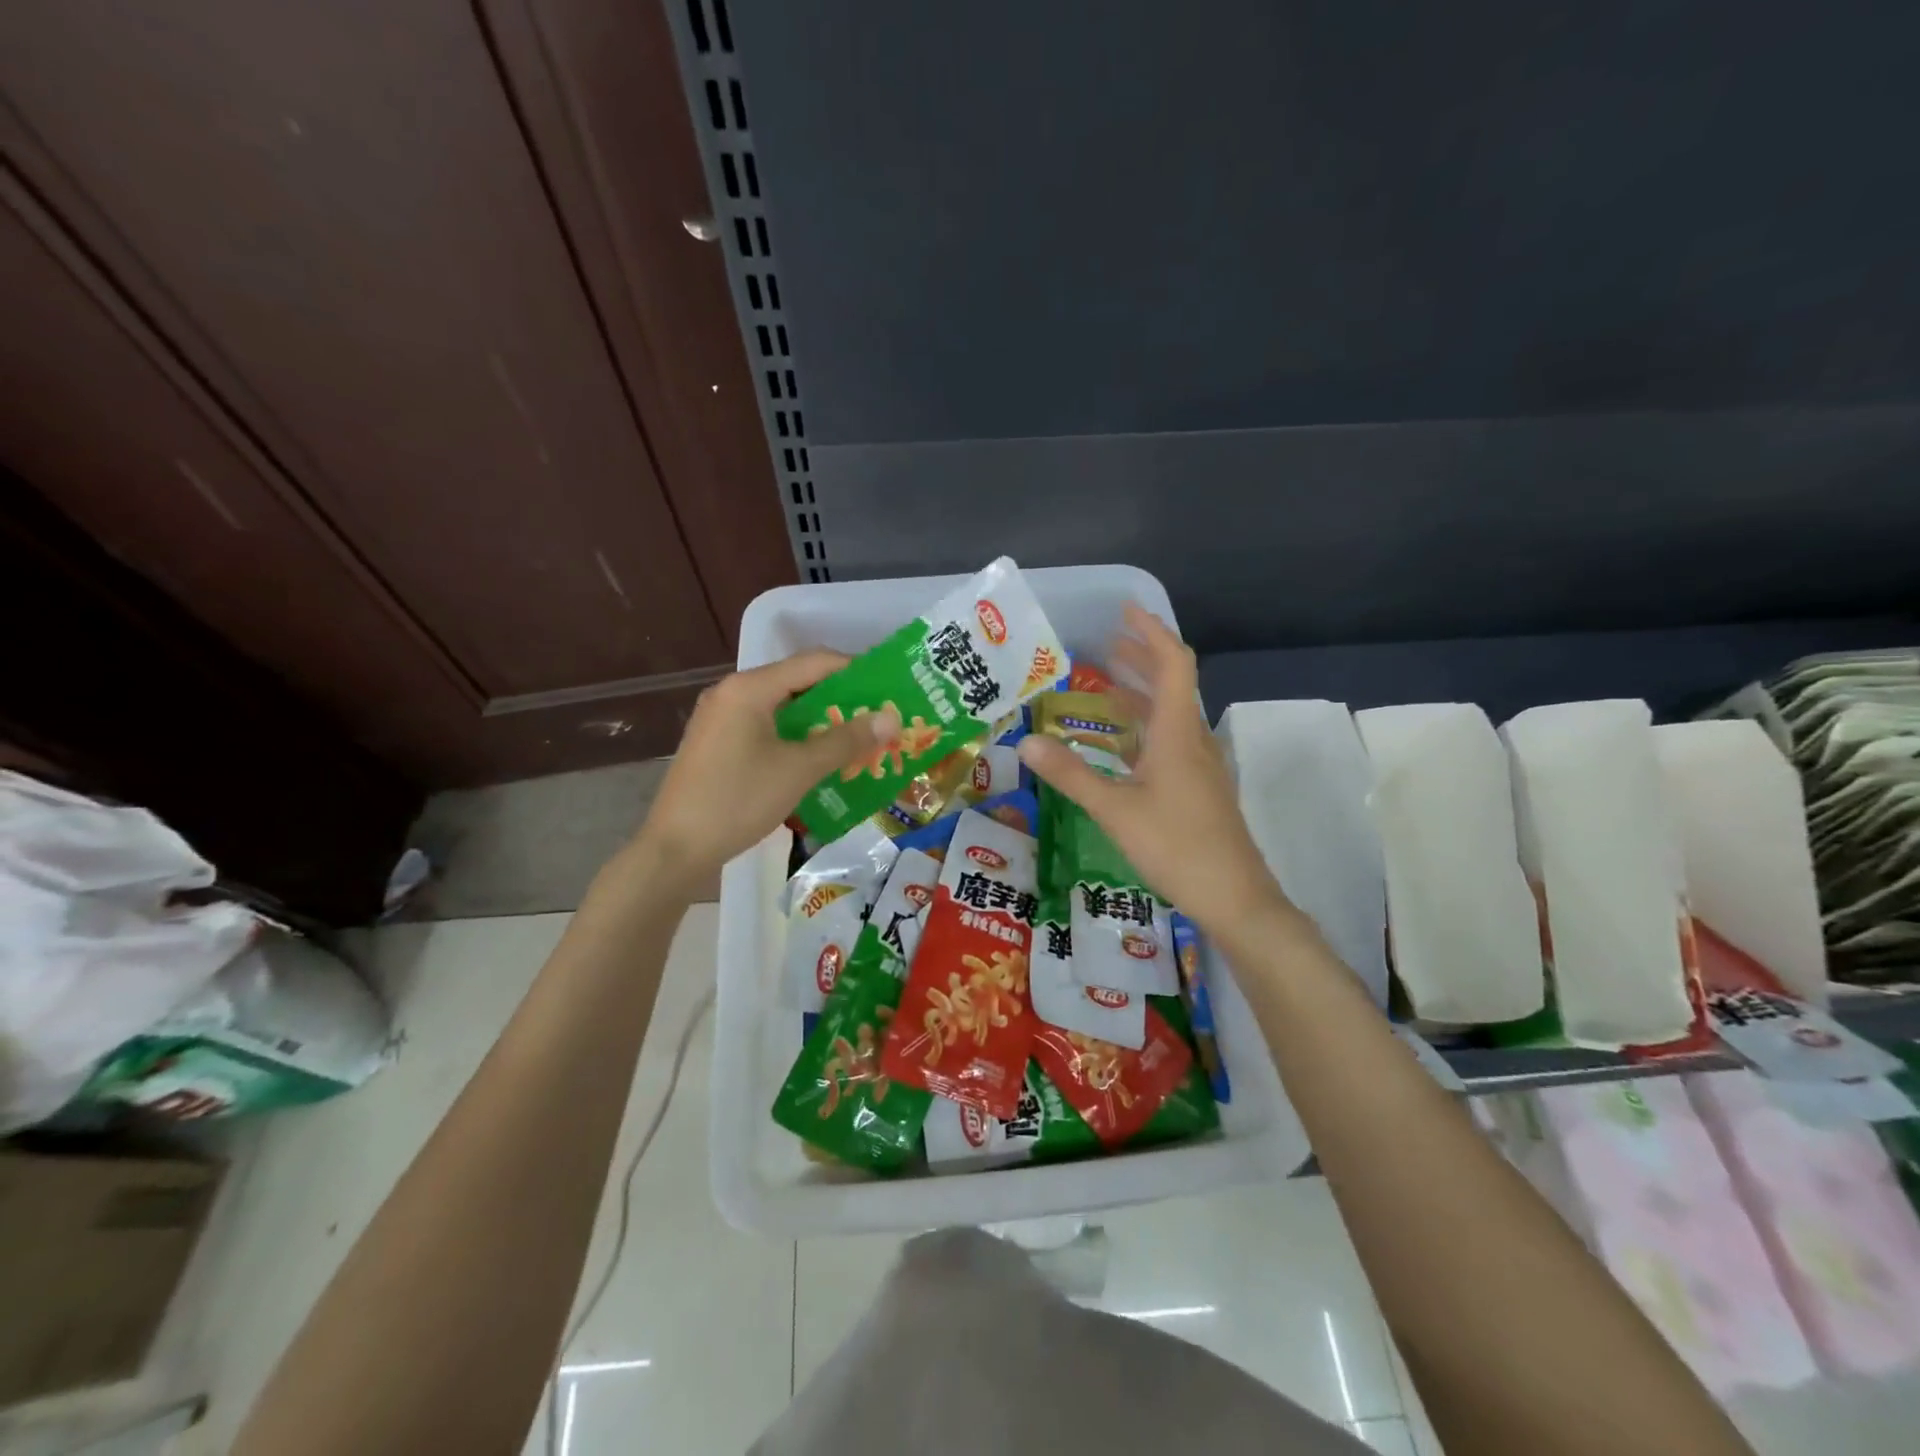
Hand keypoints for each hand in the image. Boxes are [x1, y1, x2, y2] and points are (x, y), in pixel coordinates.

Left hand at [629, 651, 900, 895]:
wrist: (675, 849)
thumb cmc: (738, 800)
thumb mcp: (799, 769)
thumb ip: (846, 740)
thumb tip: (890, 718)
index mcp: (749, 688)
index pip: (813, 662)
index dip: (855, 671)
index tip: (888, 687)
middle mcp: (732, 692)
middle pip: (797, 682)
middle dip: (840, 699)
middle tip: (878, 717)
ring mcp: (721, 718)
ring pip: (782, 707)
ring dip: (820, 720)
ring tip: (857, 738)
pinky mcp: (718, 742)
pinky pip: (766, 726)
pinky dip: (796, 736)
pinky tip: (819, 757)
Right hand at [1016, 605, 1286, 932]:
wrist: (1235, 897)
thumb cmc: (1176, 847)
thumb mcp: (1115, 810)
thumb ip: (1071, 775)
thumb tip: (1027, 743)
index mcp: (1179, 733)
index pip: (1173, 664)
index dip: (1152, 632)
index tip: (1126, 611)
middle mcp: (1193, 740)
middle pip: (1173, 684)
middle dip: (1142, 658)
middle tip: (1106, 642)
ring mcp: (1199, 766)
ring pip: (1171, 715)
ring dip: (1142, 693)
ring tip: (1106, 683)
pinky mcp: (1198, 789)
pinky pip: (1170, 741)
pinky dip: (1144, 727)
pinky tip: (1119, 744)